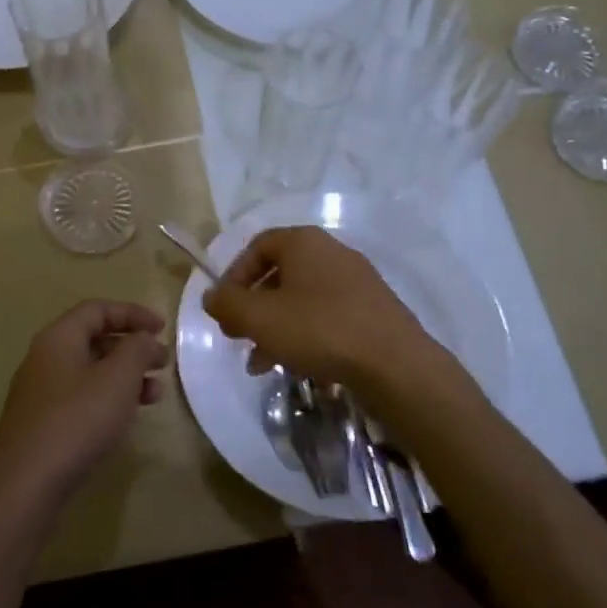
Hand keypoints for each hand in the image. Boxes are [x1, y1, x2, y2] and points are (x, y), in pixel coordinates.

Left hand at [0, 300, 168, 516]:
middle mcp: (43, 359)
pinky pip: (80, 398)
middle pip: (92, 339)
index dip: (132, 313)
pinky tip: (125, 420)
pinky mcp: (40, 425)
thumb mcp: (118, 379)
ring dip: (124, 377)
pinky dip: (107, 399)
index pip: (97, 310)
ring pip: (89, 372)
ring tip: (154, 395)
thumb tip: (142, 339)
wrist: (25, 487)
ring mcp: (38, 394)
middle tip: (162, 364)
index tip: (162, 329)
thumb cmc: (76, 421)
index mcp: (58, 338)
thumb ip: (137, 349)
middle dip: (131, 348)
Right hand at [202, 227, 430, 395]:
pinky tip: (296, 365)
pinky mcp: (372, 310)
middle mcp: (332, 252)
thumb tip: (211, 296)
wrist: (396, 365)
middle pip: (279, 274)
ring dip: (275, 326)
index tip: (224, 307)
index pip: (258, 246)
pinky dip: (305, 334)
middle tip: (238, 336)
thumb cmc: (319, 330)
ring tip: (260, 362)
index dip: (234, 275)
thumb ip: (227, 303)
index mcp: (304, 242)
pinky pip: (327, 315)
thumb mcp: (259, 318)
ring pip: (302, 299)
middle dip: (253, 306)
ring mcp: (356, 281)